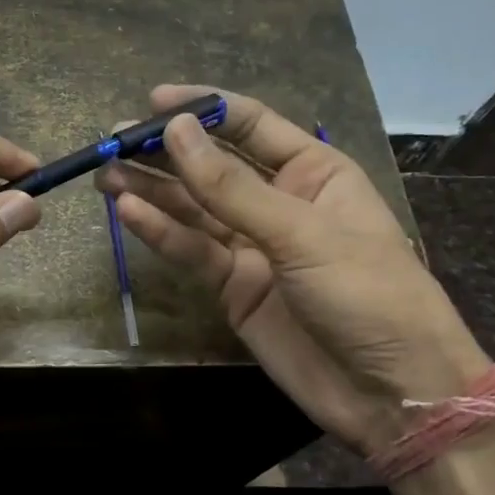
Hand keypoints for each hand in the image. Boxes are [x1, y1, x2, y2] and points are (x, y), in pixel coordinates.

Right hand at [97, 86, 488, 454]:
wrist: (390, 393)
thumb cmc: (368, 295)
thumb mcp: (302, 233)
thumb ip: (232, 187)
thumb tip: (177, 131)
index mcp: (314, 173)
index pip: (251, 125)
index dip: (203, 109)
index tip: (153, 101)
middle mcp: (279, 202)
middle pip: (213, 166)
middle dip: (166, 152)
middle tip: (114, 141)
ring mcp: (253, 247)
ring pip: (194, 209)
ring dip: (152, 191)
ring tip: (105, 174)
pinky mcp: (232, 288)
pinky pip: (192, 252)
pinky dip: (161, 233)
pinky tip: (127, 212)